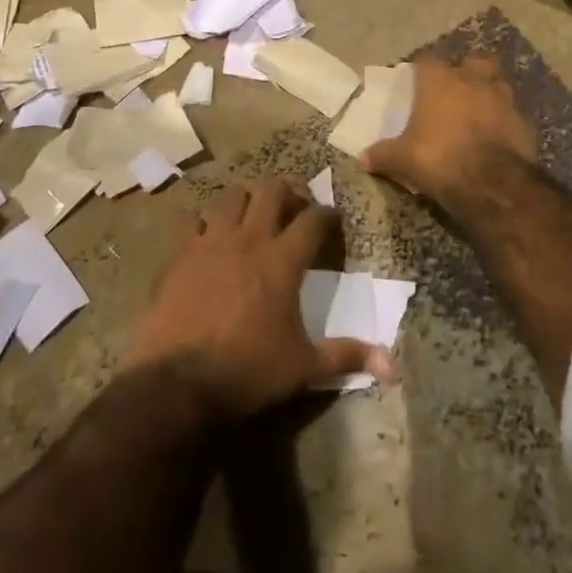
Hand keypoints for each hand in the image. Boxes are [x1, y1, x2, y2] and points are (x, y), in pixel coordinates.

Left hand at [125, 178, 390, 417]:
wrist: (179, 382)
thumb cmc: (248, 371)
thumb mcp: (303, 367)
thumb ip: (345, 356)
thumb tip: (392, 364)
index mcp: (283, 261)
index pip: (314, 219)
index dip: (327, 215)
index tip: (332, 219)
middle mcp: (249, 239)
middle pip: (271, 189)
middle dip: (286, 193)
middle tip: (291, 211)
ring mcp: (210, 241)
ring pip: (231, 196)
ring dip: (245, 201)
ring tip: (250, 217)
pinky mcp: (179, 252)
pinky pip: (191, 220)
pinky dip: (202, 223)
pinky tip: (207, 237)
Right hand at [361, 56, 536, 205]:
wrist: (492, 182)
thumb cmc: (439, 158)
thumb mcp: (403, 159)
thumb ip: (383, 154)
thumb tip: (362, 158)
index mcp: (440, 81)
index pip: (427, 62)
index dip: (422, 72)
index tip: (417, 85)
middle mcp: (473, 80)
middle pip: (472, 62)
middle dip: (466, 72)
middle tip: (456, 92)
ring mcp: (503, 98)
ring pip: (498, 83)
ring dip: (489, 93)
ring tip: (479, 112)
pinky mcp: (524, 121)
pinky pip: (512, 113)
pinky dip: (505, 121)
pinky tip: (497, 137)